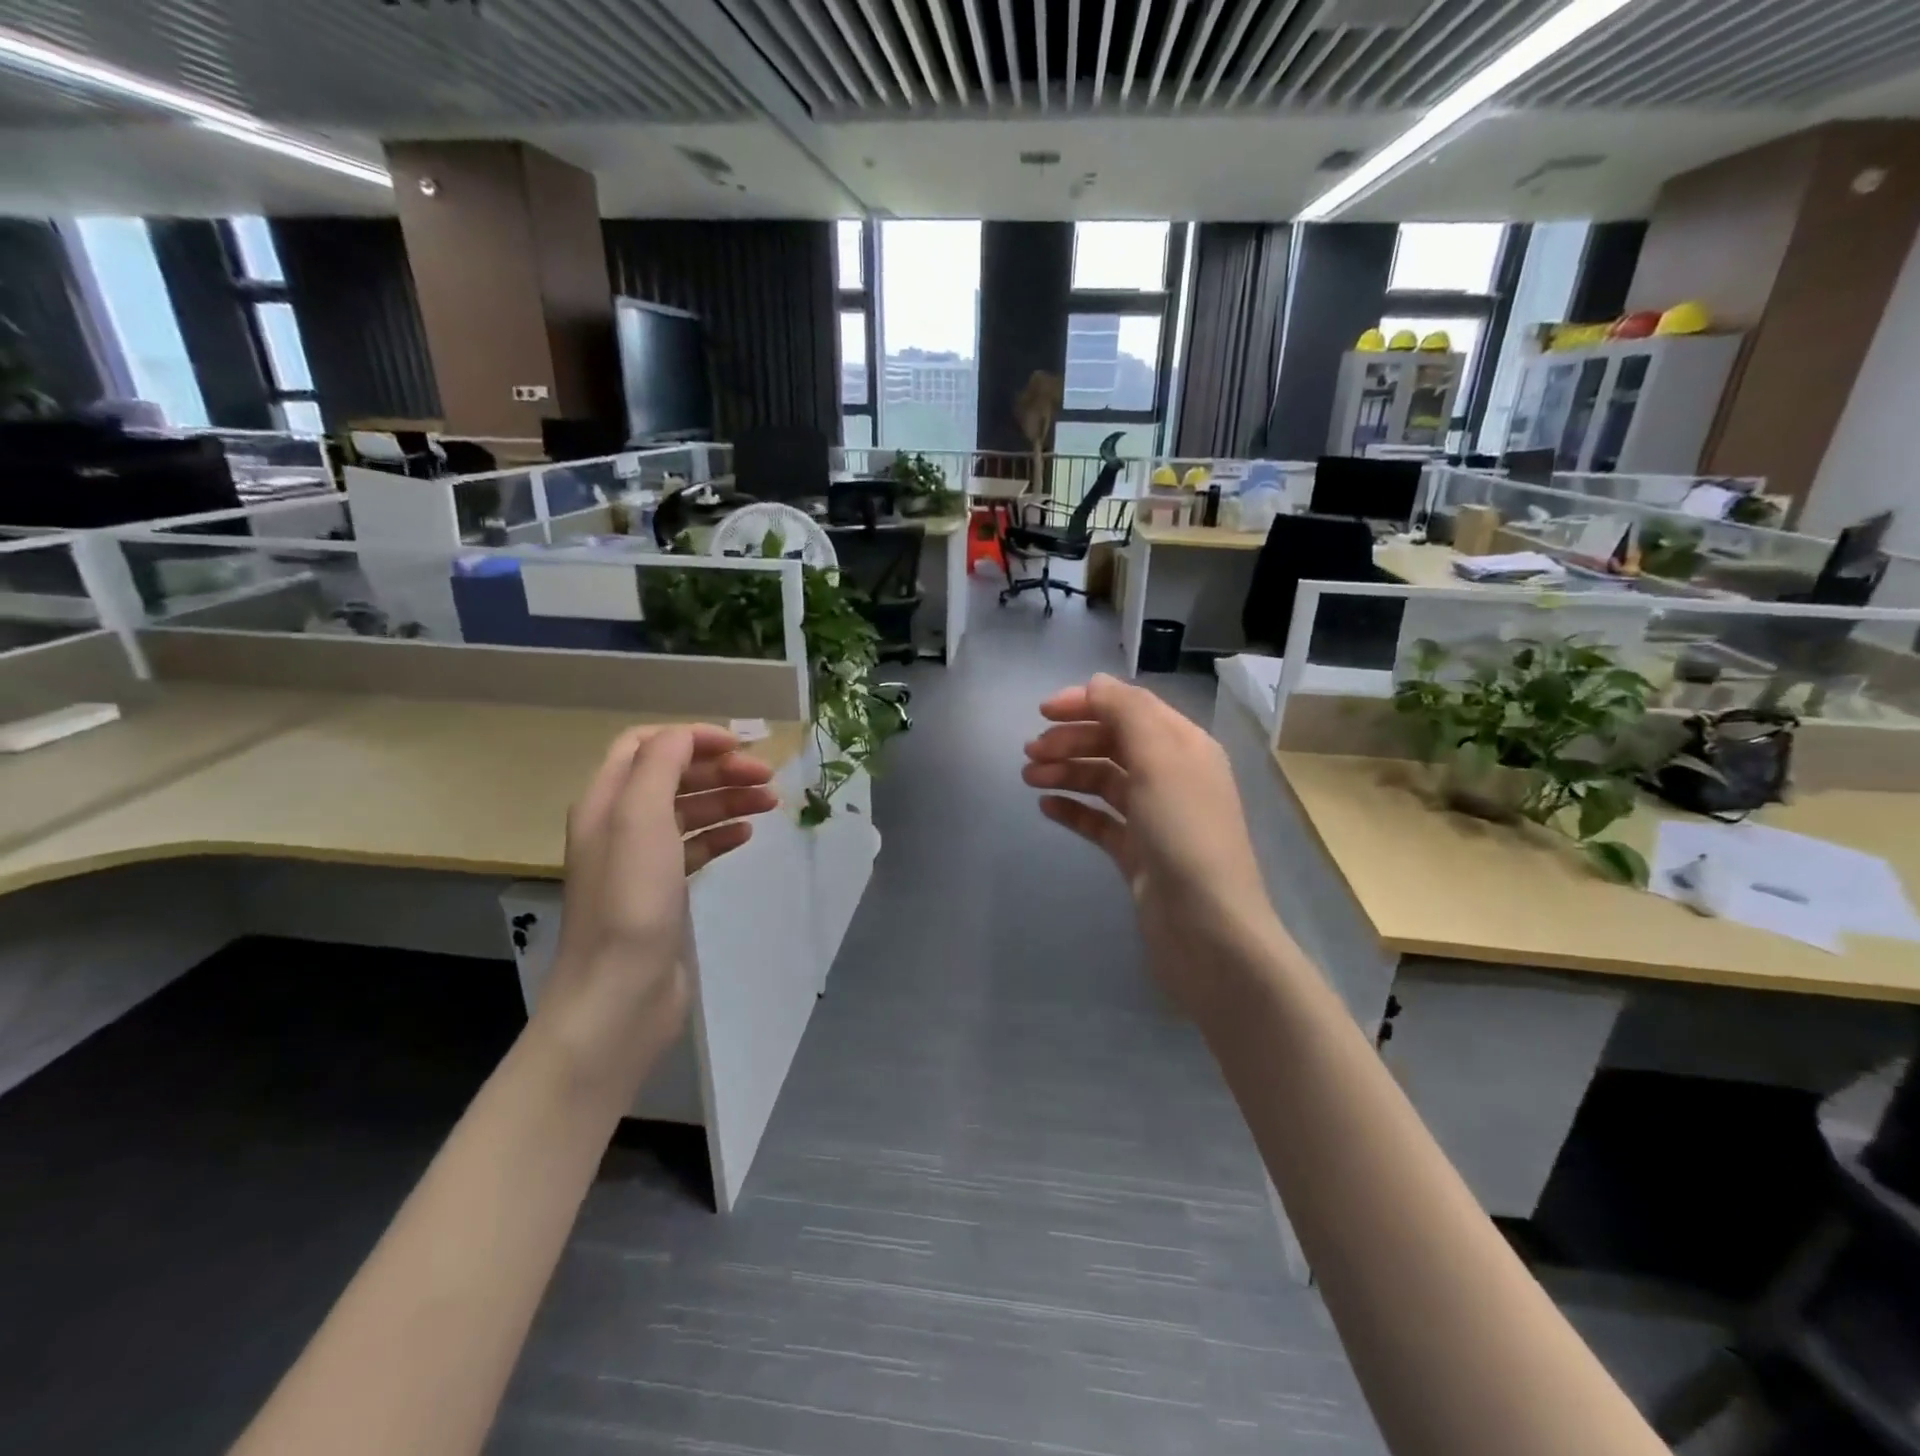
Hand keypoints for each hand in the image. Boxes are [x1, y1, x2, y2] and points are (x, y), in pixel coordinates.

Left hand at [536, 724, 778, 1093]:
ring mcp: (641, 861)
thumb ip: (660, 764)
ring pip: (689, 811)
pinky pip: (695, 847)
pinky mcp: (662, 891)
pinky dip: (722, 834)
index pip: (646, 745)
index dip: (692, 738)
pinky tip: (747, 836)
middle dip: (719, 769)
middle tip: (768, 777)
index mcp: (607, 801)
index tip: (740, 746)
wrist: (621, 993)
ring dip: (728, 799)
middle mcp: (620, 825)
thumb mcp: (641, 818)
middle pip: (673, 776)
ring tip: (771, 802)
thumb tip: (686, 736)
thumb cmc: (632, 901)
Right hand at [1023, 675, 1280, 1013]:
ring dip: (1066, 771)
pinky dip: (1074, 809)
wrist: (1206, 929)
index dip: (1087, 703)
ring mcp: (1155, 817)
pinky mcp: (1138, 853)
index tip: (1042, 712)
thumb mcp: (1159, 760)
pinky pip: (1100, 820)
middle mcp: (1172, 776)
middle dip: (1071, 740)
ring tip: (1029, 777)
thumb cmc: (1184, 834)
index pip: (1131, 709)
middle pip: (1114, 742)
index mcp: (1184, 746)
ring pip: (1103, 780)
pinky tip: (1046, 806)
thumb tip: (1096, 683)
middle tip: (1030, 752)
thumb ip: (1127, 712)